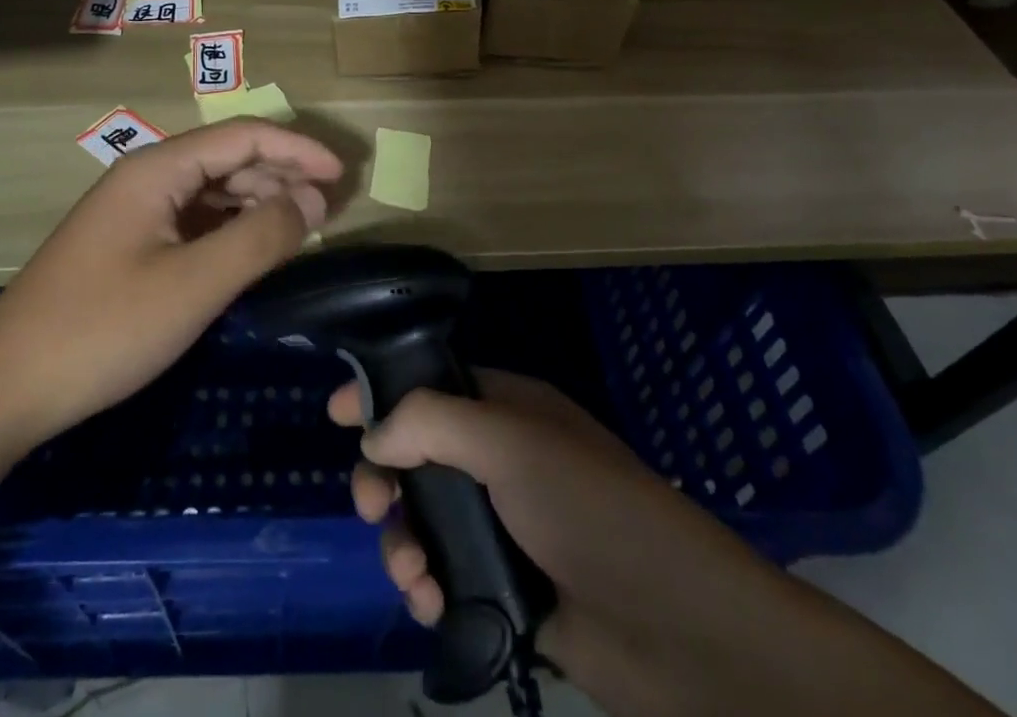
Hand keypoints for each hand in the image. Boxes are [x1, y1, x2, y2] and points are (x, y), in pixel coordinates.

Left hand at [0, 118, 343, 448]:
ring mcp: (133, 212)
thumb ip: (260, 236)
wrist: (3, 389)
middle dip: (282, 175)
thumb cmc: (103, 329)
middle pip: (228, 158)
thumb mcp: (194, 285)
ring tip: (300, 229)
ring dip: (258, 202)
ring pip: (211, 190)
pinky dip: (230, 229)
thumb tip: (313, 199)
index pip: (242, 136)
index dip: (297, 149)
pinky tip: (252, 251)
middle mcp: (145, 177)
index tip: (342, 176)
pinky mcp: (127, 245)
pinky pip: (192, 220)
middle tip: (329, 210)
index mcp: (158, 169)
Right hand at [329, 371, 803, 713]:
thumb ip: (432, 422)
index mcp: (506, 409)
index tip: (334, 413)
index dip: (381, 392)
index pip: (429, 383)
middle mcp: (500, 458)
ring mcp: (502, 524)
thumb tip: (371, 434)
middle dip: (384, 479)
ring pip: (422, 519)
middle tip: (370, 507)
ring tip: (413, 576)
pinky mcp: (505, 587)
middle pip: (414, 455)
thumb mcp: (512, 444)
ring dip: (402, 542)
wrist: (681, 633)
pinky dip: (426, 586)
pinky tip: (431, 604)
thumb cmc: (594, 512)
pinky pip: (443, 574)